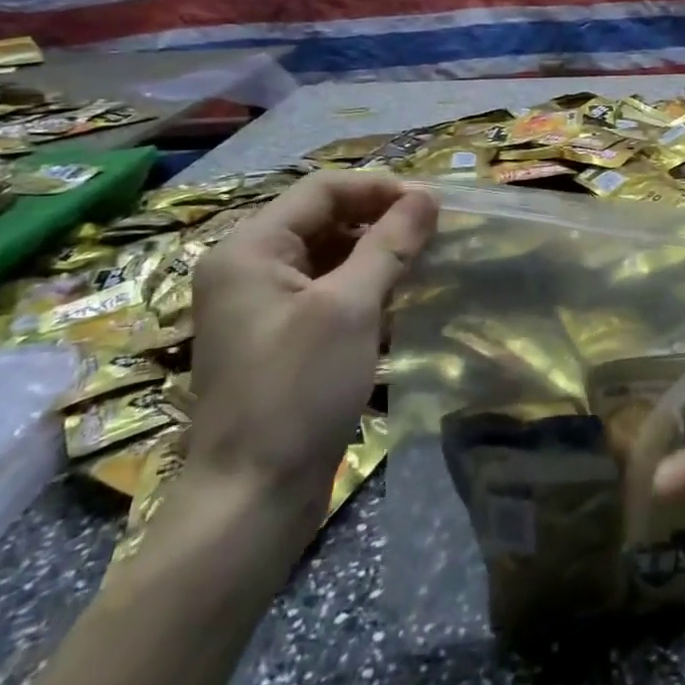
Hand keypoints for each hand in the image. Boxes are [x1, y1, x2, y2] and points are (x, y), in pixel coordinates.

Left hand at [187, 173, 436, 519]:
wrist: (253, 497)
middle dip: (380, 218)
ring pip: (328, 255)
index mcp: (250, 249)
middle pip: (324, 218)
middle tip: (435, 232)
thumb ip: (390, 244)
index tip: (434, 204)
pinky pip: (326, 290)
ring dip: (376, 252)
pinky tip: (400, 297)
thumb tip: (427, 196)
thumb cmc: (298, 390)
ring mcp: (262, 305)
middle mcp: (248, 267)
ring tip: (426, 260)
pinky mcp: (280, 336)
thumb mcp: (350, 308)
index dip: (380, 188)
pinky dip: (363, 285)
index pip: (323, 190)